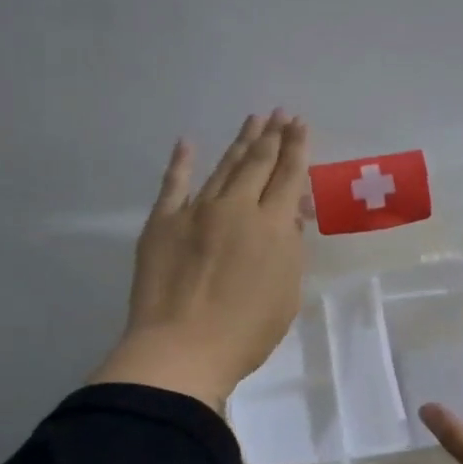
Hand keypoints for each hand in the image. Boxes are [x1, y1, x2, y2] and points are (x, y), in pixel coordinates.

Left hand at [90, 111, 310, 413]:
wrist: (181, 350)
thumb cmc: (245, 332)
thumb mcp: (286, 292)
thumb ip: (288, 248)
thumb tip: (286, 215)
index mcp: (272, 226)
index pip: (288, 175)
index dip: (296, 148)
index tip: (300, 124)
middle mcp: (236, 208)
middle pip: (257, 162)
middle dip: (272, 135)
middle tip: (280, 113)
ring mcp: (195, 211)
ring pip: (222, 167)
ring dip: (239, 142)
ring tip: (252, 121)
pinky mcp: (162, 222)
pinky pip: (173, 184)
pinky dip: (181, 162)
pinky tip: (187, 143)